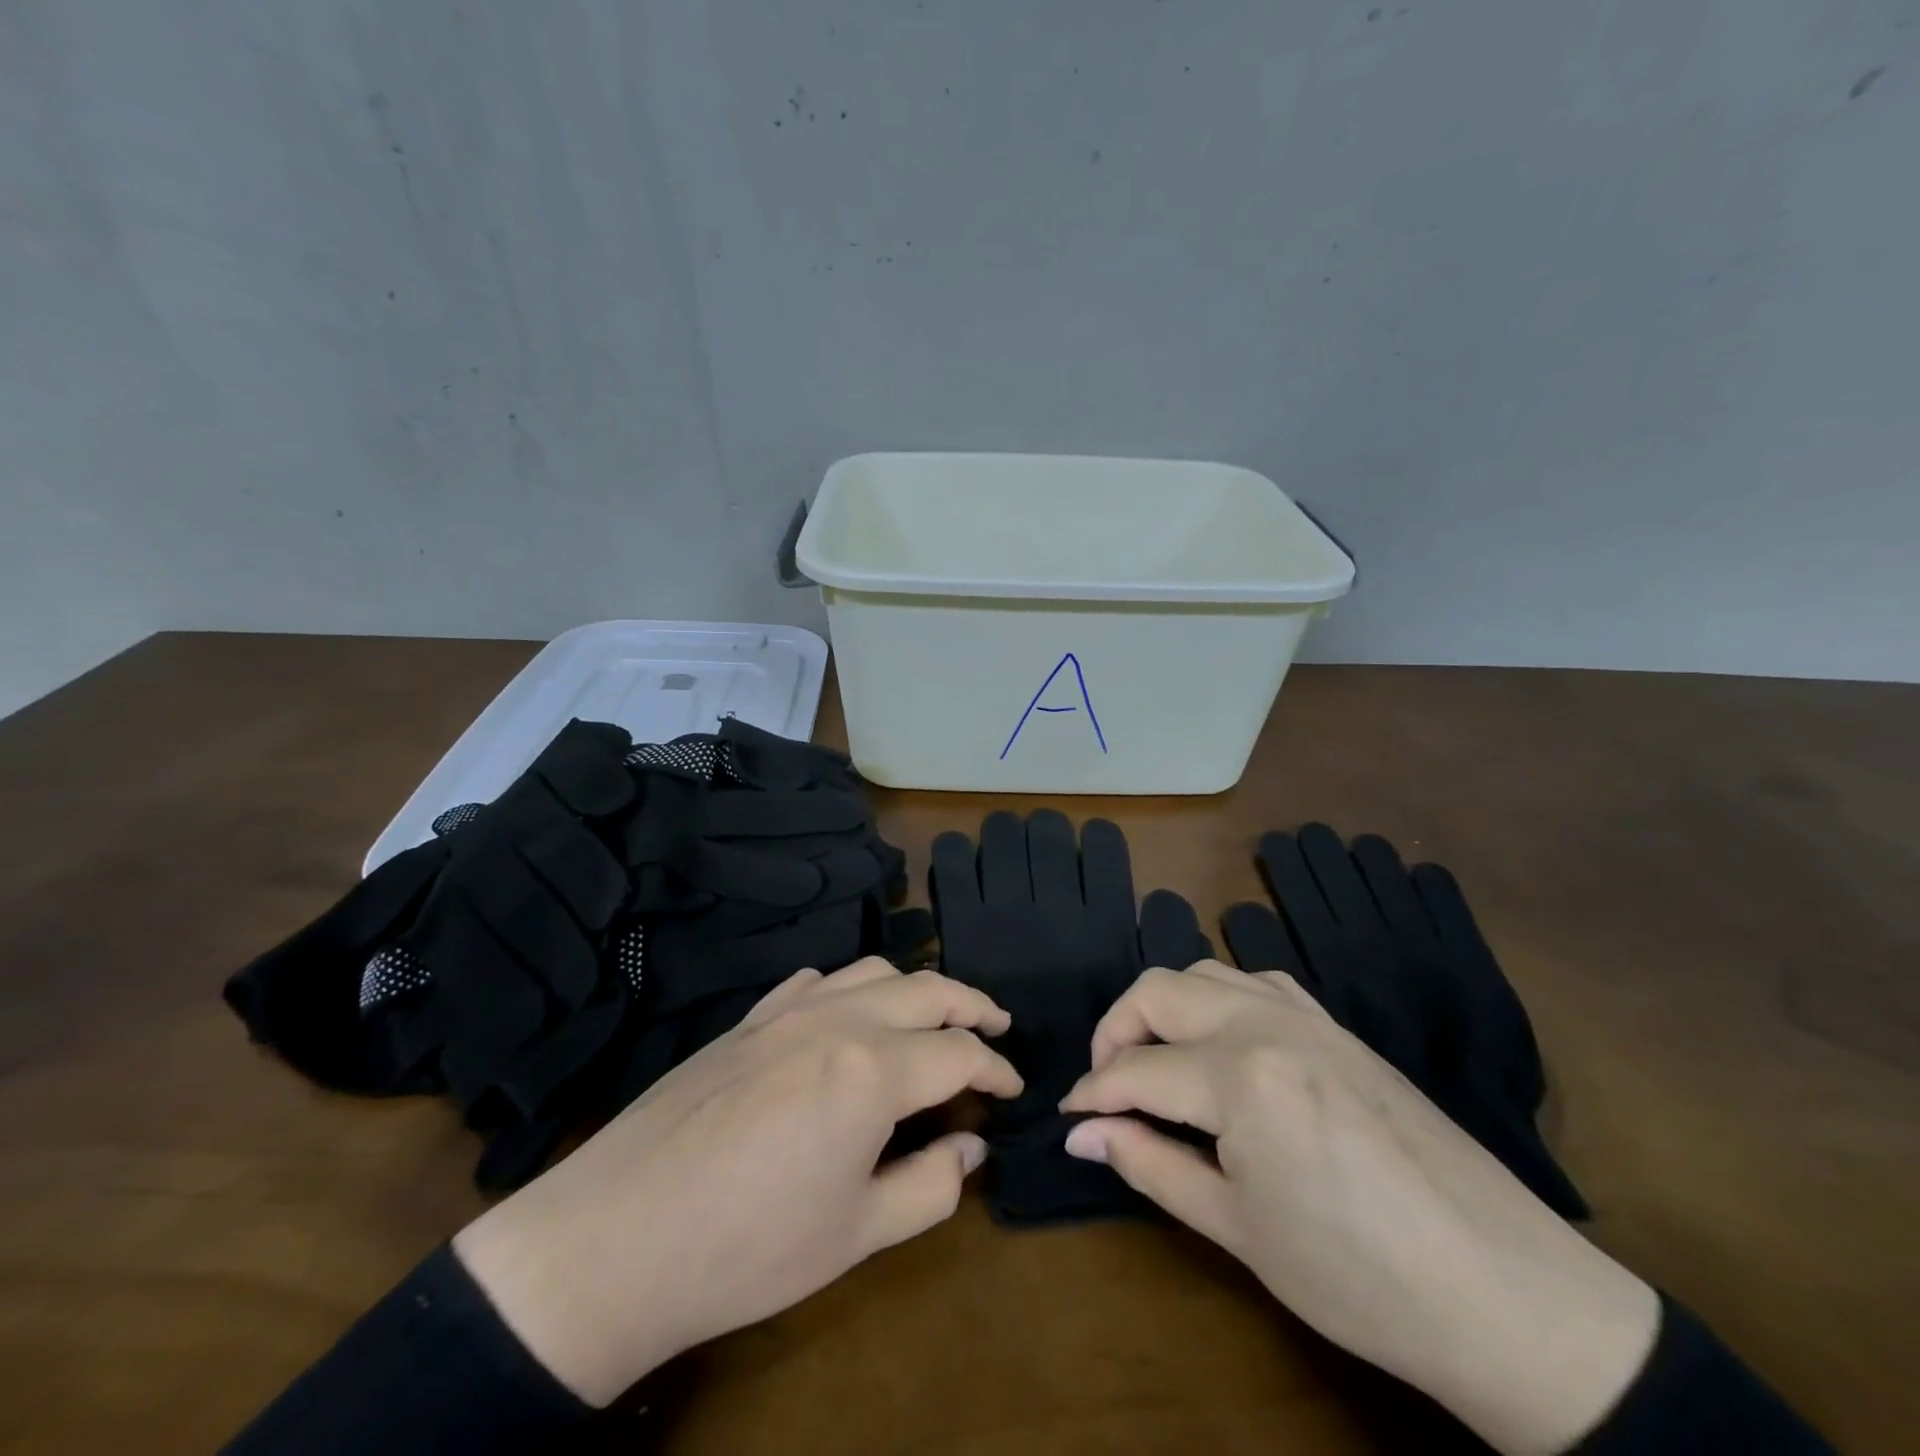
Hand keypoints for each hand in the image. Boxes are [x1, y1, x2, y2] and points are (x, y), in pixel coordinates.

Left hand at [453, 958, 1020, 1404]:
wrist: (616, 1238)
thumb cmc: (748, 1248)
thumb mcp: (858, 1233)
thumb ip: (931, 1184)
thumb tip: (970, 1146)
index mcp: (873, 1069)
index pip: (959, 1053)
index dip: (996, 1070)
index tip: (1015, 1088)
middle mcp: (837, 1020)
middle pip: (926, 989)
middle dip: (972, 1005)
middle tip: (997, 1027)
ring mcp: (787, 1012)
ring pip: (871, 971)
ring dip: (914, 986)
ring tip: (932, 1015)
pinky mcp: (748, 1021)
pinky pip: (813, 980)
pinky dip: (848, 987)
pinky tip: (846, 1014)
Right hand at [1060, 962, 1658, 1455]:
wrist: (1505, 1294)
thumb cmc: (1357, 1276)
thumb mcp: (1238, 1228)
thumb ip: (1150, 1164)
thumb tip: (1083, 1134)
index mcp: (1238, 1074)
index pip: (1136, 1070)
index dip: (1092, 1094)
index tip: (1068, 1118)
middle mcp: (1265, 1021)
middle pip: (1158, 991)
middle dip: (1115, 1031)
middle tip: (1107, 1086)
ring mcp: (1306, 1015)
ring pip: (1204, 972)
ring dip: (1164, 1007)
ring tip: (1157, 1062)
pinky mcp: (1336, 1025)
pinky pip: (1256, 981)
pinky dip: (1217, 997)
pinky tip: (1222, 1042)